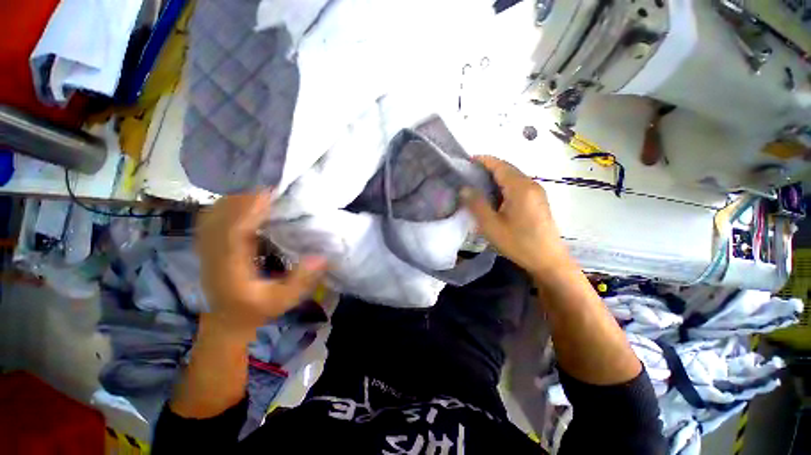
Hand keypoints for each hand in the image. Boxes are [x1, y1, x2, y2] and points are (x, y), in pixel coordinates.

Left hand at [195, 191, 326, 338]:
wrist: (227, 320)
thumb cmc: (257, 310)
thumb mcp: (283, 301)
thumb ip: (301, 281)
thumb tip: (321, 257)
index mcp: (231, 267)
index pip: (234, 230)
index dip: (250, 209)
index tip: (270, 194)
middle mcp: (214, 254)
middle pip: (222, 216)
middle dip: (245, 198)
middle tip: (272, 190)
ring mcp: (207, 249)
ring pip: (215, 215)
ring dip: (236, 200)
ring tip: (261, 193)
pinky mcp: (209, 246)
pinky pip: (213, 218)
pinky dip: (228, 206)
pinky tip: (244, 203)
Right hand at [462, 156, 568, 275]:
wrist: (548, 260)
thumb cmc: (518, 243)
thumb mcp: (491, 225)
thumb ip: (476, 204)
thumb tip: (464, 188)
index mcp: (519, 187)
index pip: (500, 165)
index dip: (483, 160)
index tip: (467, 160)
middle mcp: (531, 184)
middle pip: (508, 168)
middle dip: (488, 167)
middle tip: (469, 174)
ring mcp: (537, 192)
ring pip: (513, 177)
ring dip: (496, 176)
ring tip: (478, 184)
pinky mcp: (539, 200)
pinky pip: (519, 185)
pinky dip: (504, 185)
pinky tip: (495, 196)